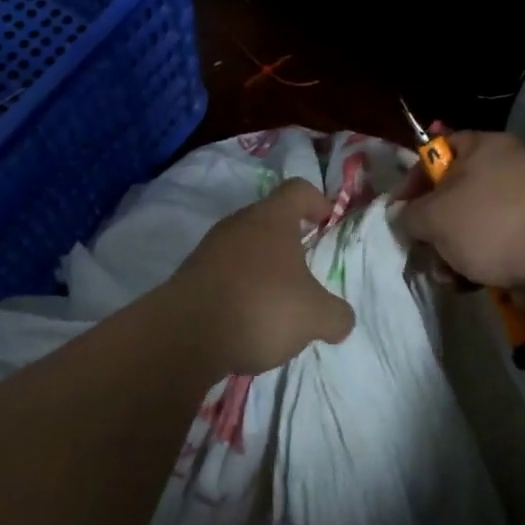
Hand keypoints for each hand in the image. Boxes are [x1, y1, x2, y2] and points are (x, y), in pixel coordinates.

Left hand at [165, 178, 355, 375]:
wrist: (184, 335)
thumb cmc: (261, 307)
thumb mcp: (315, 316)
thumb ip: (336, 315)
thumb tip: (340, 319)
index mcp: (272, 218)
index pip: (297, 190)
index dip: (317, 200)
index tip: (328, 221)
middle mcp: (238, 224)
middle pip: (269, 219)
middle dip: (290, 241)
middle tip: (306, 270)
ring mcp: (209, 249)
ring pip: (245, 248)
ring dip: (263, 268)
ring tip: (278, 303)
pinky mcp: (190, 277)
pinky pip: (224, 274)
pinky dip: (240, 290)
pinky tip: (248, 321)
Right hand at [396, 132, 524, 291]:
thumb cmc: (490, 223)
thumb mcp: (435, 217)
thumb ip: (409, 214)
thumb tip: (403, 216)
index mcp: (484, 147)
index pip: (438, 151)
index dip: (413, 179)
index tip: (398, 209)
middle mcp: (506, 167)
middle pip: (453, 192)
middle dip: (433, 227)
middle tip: (422, 249)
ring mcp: (523, 202)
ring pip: (471, 223)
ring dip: (451, 250)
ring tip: (446, 274)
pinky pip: (494, 242)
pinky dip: (478, 261)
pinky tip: (468, 282)